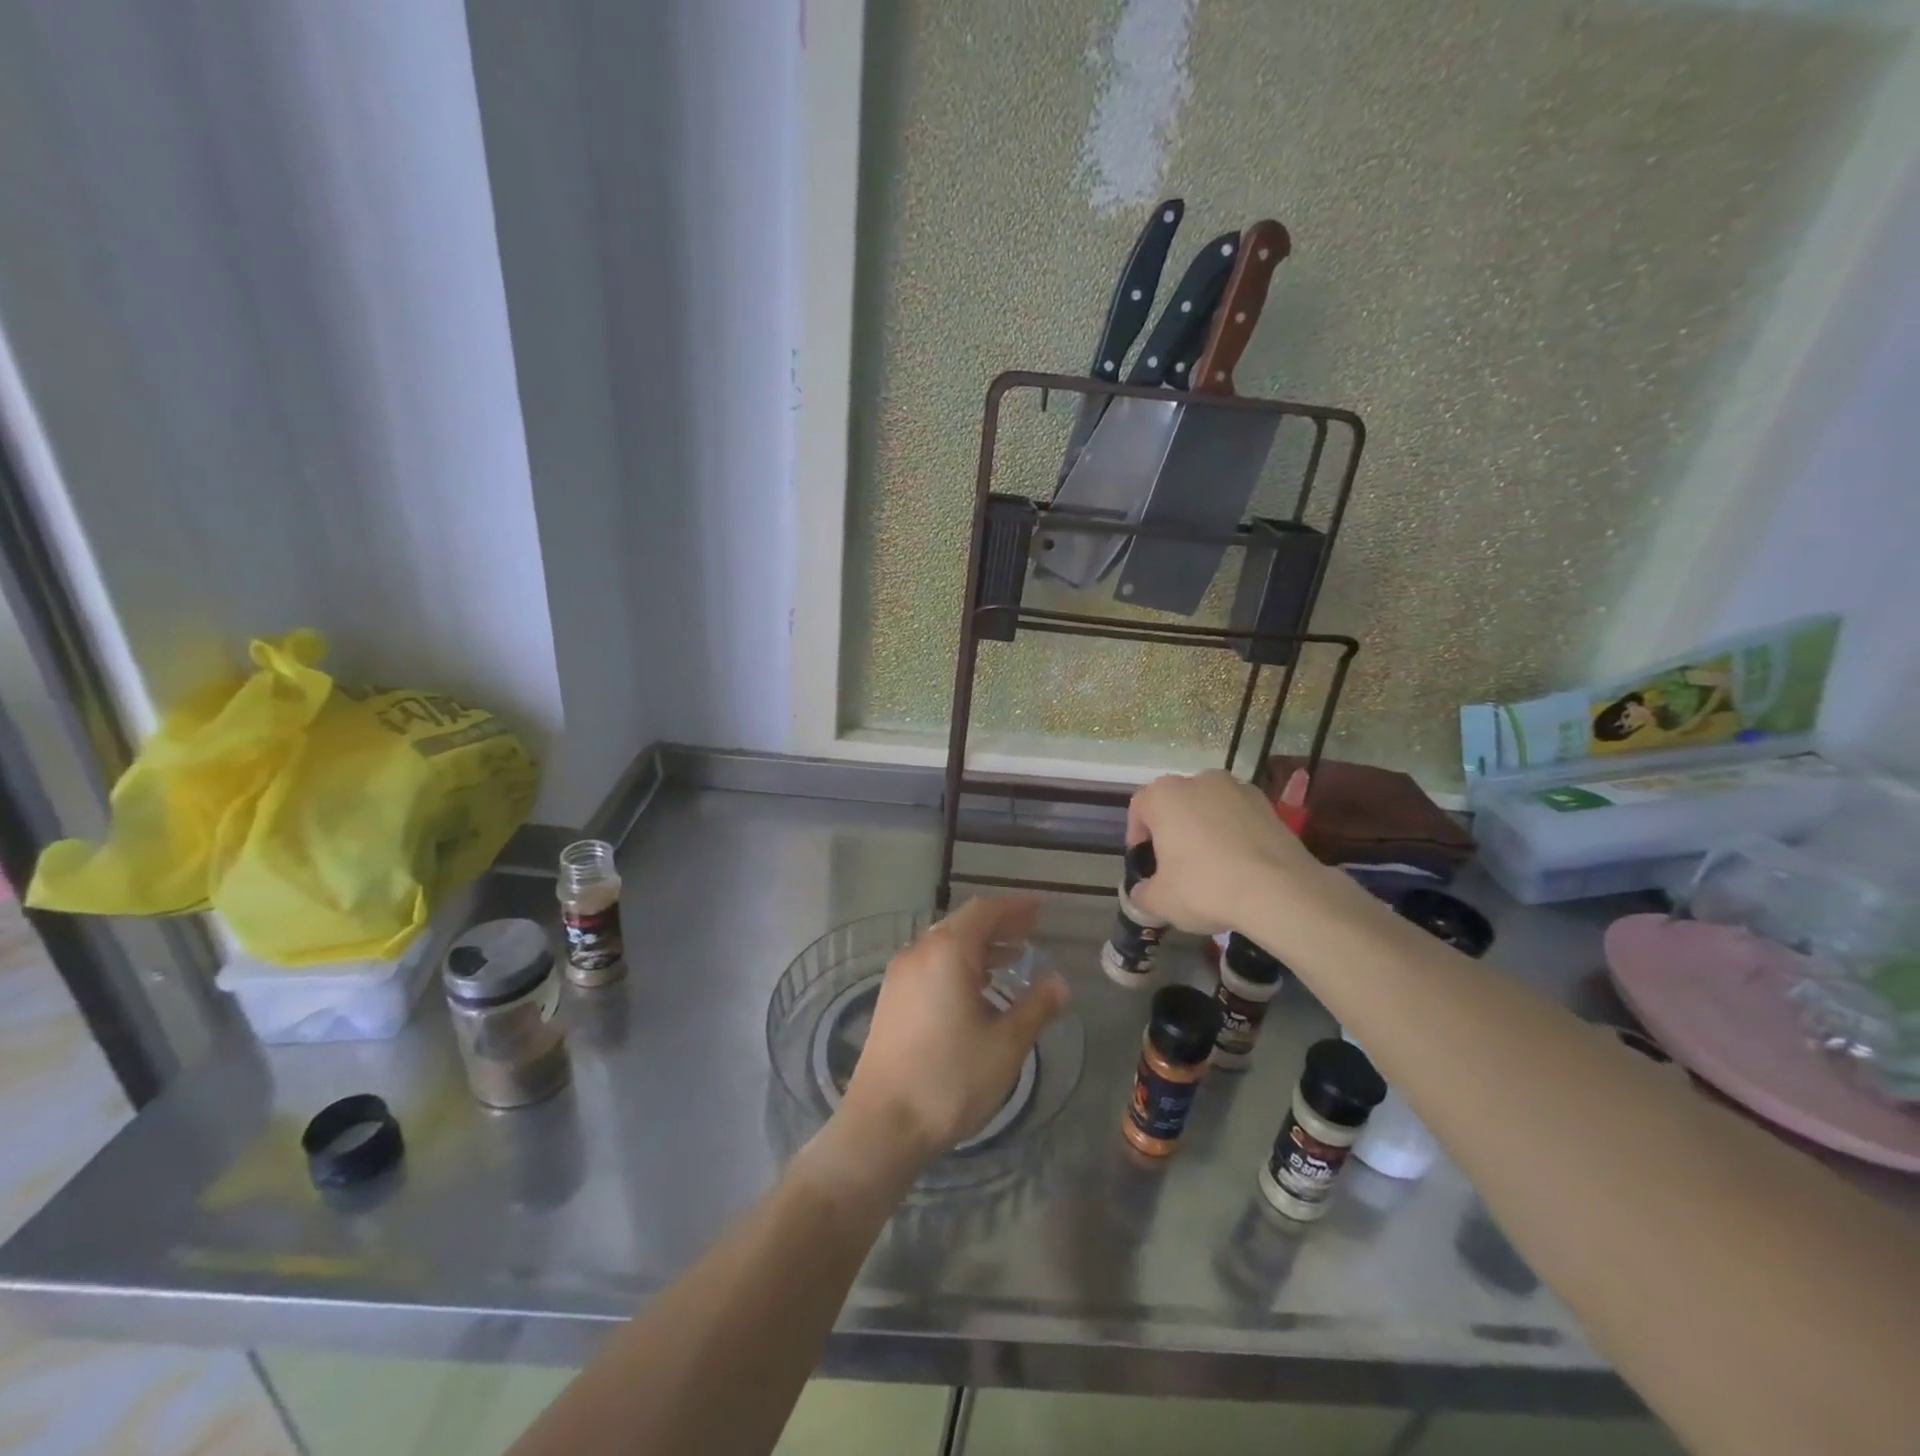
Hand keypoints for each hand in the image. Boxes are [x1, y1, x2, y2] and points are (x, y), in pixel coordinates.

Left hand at [838, 897, 1068, 1166]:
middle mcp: (919, 953)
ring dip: (978, 947)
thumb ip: (1035, 1007)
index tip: (1039, 910)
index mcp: (947, 953)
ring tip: (1011, 959)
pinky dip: (958, 965)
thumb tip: (1060, 982)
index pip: (984, 912)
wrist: (883, 1124)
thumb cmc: (950, 1079)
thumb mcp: (1005, 1045)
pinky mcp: (891, 999)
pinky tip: (975, 989)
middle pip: (962, 924)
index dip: (1014, 908)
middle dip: (998, 926)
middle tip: (1030, 933)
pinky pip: (930, 964)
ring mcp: (900, 976)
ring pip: (944, 945)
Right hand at [1126, 770, 1326, 935]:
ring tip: (1213, 866)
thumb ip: (1143, 894)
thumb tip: (1142, 893)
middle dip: (1173, 830)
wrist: (1280, 892)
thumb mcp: (1160, 900)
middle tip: (1176, 866)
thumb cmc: (1205, 887)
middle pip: (1176, 804)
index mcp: (1164, 795)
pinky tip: (1241, 866)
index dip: (1138, 837)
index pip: (1139, 809)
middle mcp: (1199, 780)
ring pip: (1210, 808)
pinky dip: (1235, 834)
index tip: (1146, 864)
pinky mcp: (1269, 805)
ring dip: (1205, 829)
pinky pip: (1239, 818)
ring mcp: (1238, 789)